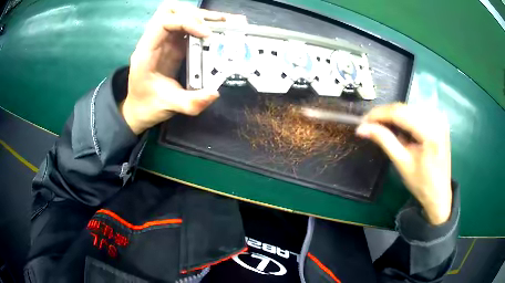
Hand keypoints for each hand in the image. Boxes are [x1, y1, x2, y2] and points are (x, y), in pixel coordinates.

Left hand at [121, 1, 244, 133]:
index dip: (187, 22)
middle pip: (169, 10)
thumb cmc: (148, 106)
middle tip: (214, 24)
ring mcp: (163, 41)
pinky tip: (216, 28)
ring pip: (178, 13)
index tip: (207, 34)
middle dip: (193, 13)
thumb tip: (215, 93)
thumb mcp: (169, 106)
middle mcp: (153, 41)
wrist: (139, 110)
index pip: (164, 22)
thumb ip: (190, 103)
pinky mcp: (172, 44)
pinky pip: (186, 26)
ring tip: (221, 22)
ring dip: (199, 15)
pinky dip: (201, 24)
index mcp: (146, 52)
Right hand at [356, 103, 451, 224]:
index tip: (362, 121)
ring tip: (381, 127)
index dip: (378, 114)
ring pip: (408, 108)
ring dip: (393, 115)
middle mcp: (436, 119)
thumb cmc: (422, 184)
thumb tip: (362, 128)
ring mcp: (438, 118)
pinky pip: (416, 112)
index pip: (399, 113)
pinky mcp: (438, 120)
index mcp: (430, 132)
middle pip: (404, 108)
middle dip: (384, 114)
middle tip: (369, 125)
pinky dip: (403, 117)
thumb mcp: (402, 163)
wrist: (439, 194)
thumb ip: (384, 141)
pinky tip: (397, 127)